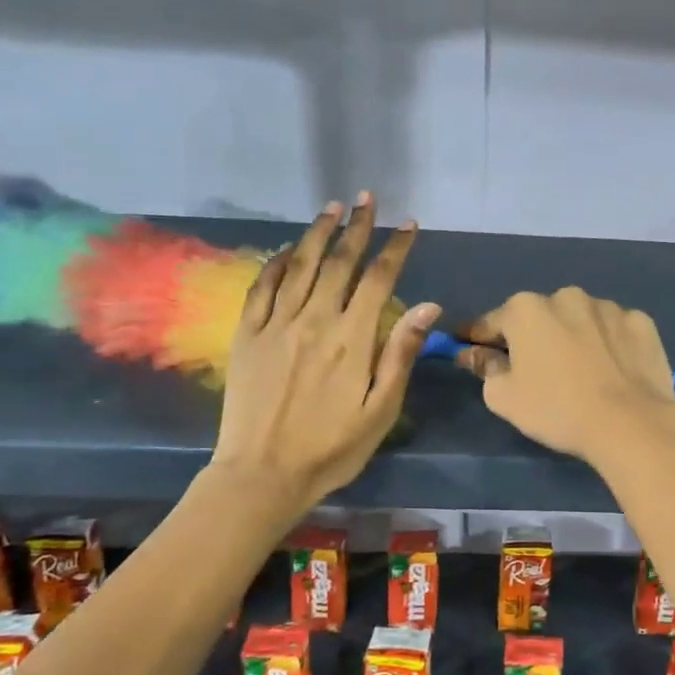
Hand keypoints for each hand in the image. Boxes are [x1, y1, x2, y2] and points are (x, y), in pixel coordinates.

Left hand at [213, 194, 438, 506]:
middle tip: (367, 199)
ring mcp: (276, 325)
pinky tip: (286, 250)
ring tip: (332, 208)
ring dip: (317, 233)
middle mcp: (314, 321)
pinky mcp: (247, 336)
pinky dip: (275, 263)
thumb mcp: (380, 410)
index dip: (395, 248)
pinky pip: (261, 288)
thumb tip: (428, 307)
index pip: (379, 279)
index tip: (407, 224)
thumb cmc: (332, 448)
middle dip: (357, 227)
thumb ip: (401, 354)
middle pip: (339, 262)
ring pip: (299, 266)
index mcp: (352, 339)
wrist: (263, 474)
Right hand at [456, 287, 674, 465]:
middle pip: (540, 317)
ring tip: (582, 371)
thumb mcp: (504, 397)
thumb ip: (485, 368)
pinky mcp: (641, 321)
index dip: (479, 338)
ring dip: (574, 336)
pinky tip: (613, 370)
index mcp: (526, 310)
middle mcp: (566, 296)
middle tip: (537, 369)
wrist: (630, 424)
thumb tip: (474, 354)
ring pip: (580, 319)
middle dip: (534, 336)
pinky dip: (610, 343)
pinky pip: (615, 330)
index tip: (471, 348)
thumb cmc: (557, 410)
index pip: (492, 322)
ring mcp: (608, 306)